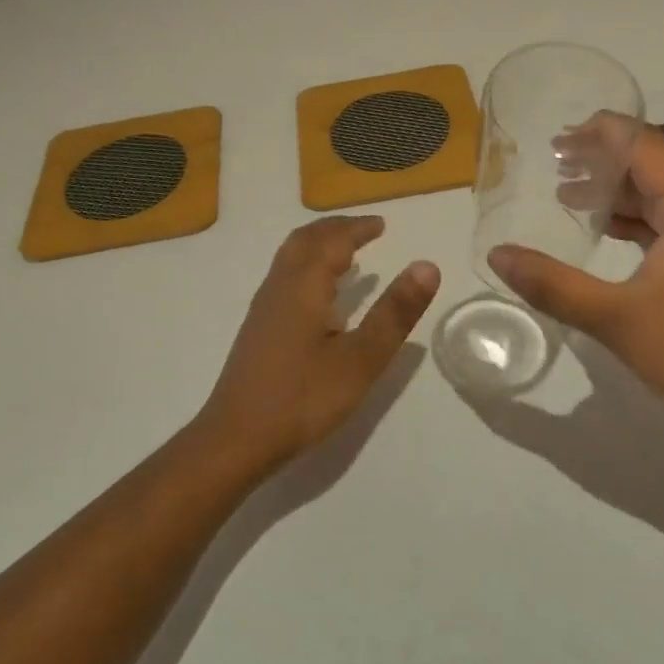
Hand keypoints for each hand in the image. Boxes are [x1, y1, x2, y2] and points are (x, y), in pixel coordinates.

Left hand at [199, 217, 440, 466]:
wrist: (236, 439)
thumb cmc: (303, 398)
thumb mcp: (361, 359)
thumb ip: (394, 312)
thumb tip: (427, 266)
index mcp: (304, 286)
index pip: (333, 241)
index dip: (358, 229)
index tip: (382, 224)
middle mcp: (280, 286)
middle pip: (305, 240)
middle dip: (336, 229)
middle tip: (365, 230)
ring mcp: (264, 307)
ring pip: (290, 257)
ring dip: (319, 245)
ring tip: (346, 254)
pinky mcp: (258, 328)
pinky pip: (285, 276)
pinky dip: (308, 266)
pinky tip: (319, 295)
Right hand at [488, 120, 663, 429]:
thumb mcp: (614, 317)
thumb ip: (552, 284)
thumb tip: (497, 256)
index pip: (646, 145)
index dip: (603, 133)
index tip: (558, 135)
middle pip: (653, 165)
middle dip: (603, 159)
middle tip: (553, 160)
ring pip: (661, 195)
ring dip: (616, 191)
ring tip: (566, 192)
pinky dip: (634, 219)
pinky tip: (604, 232)